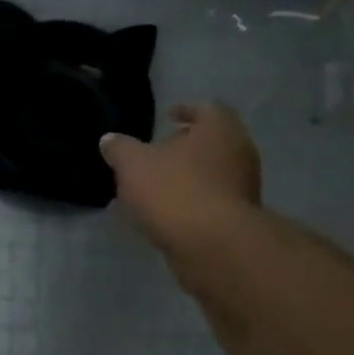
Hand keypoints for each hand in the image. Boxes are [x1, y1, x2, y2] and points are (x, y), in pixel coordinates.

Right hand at [100, 103, 261, 262]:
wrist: (212, 245)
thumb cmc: (174, 190)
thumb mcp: (133, 164)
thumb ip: (120, 149)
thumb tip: (109, 140)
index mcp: (220, 129)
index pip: (206, 109)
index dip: (185, 111)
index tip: (167, 117)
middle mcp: (240, 152)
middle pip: (211, 142)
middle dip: (185, 147)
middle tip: (157, 153)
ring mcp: (244, 187)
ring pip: (212, 173)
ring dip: (188, 177)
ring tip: (157, 187)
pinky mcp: (239, 219)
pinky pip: (212, 201)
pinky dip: (192, 202)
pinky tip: (168, 213)